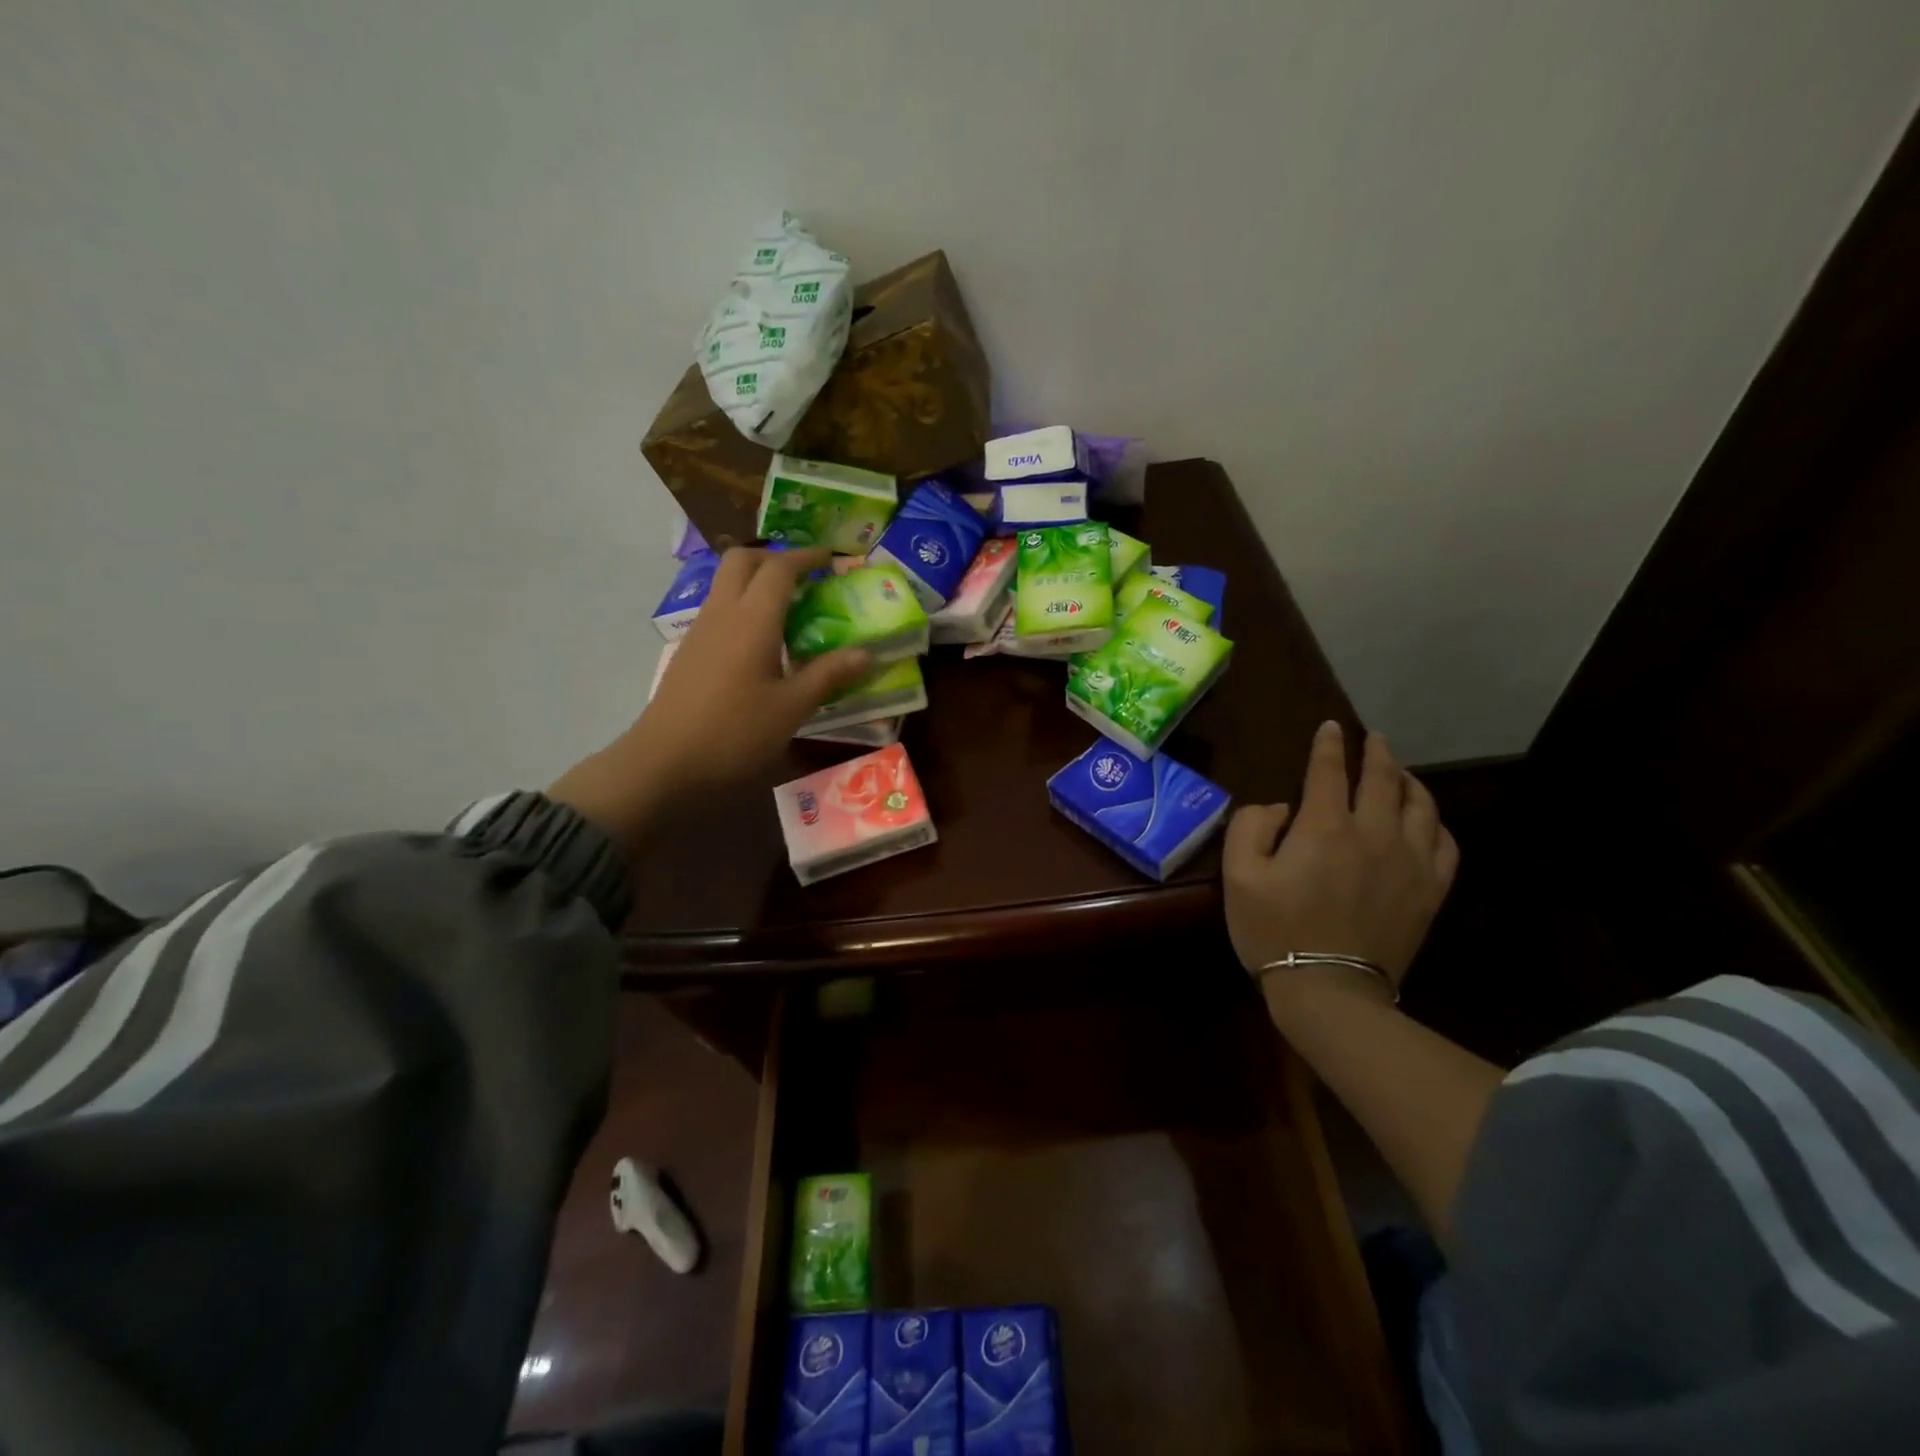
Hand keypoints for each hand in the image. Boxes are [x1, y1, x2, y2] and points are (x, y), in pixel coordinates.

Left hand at [549, 547, 872, 846]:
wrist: (663, 764)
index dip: (806, 557)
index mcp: (752, 620)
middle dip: (775, 558)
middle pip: (743, 561)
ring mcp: (700, 631)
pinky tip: (761, 643)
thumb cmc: (735, 733)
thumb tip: (867, 654)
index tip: (831, 559)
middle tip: (806, 577)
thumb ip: (828, 675)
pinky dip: (744, 607)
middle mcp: (722, 613)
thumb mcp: (791, 708)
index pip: (779, 568)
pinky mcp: (689, 652)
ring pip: (726, 584)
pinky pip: (719, 610)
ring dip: (756, 581)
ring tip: (790, 608)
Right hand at [1223, 720, 1457, 999]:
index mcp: (1325, 827)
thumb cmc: (1274, 929)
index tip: (1330, 727)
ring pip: (1421, 805)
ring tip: (1400, 772)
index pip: (1329, 770)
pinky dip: (1436, 822)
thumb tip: (1280, 808)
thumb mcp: (1238, 875)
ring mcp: (1410, 862)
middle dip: (1377, 753)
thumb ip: (1250, 826)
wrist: (1330, 989)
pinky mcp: (1431, 890)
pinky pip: (1446, 843)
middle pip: (1383, 778)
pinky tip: (1426, 821)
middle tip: (1373, 738)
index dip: (1328, 745)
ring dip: (1409, 780)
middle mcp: (1375, 833)